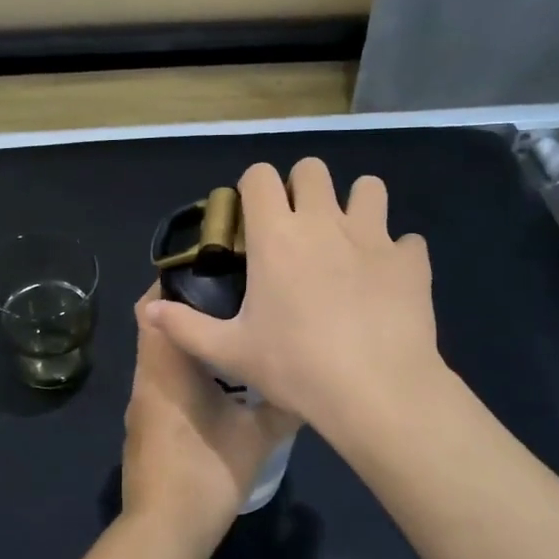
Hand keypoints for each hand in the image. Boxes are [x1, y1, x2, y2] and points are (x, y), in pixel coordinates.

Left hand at [121, 287, 299, 558]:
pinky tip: (216, 381)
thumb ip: (282, 406)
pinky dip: (181, 370)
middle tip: (231, 297)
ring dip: (186, 342)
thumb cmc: (207, 474)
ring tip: (230, 333)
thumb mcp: (257, 438)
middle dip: (187, 309)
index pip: (152, 307)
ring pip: (158, 356)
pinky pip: (160, 381)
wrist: (163, 532)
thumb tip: (310, 384)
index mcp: (165, 368)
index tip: (208, 270)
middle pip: (156, 327)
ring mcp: (141, 404)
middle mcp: (146, 377)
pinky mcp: (144, 426)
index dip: (173, 283)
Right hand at [143, 159, 445, 442]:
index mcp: (276, 236)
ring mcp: (373, 237)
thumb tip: (148, 310)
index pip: (260, 175)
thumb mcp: (231, 351)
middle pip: (313, 168)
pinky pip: (407, 241)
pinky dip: (396, 254)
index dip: (253, 187)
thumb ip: (185, 326)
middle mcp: (323, 221)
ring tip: (348, 240)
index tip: (252, 216)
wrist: (377, 391)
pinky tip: (387, 281)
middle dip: (302, 187)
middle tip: (298, 226)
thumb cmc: (295, 367)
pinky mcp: (411, 260)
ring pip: (369, 187)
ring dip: (356, 204)